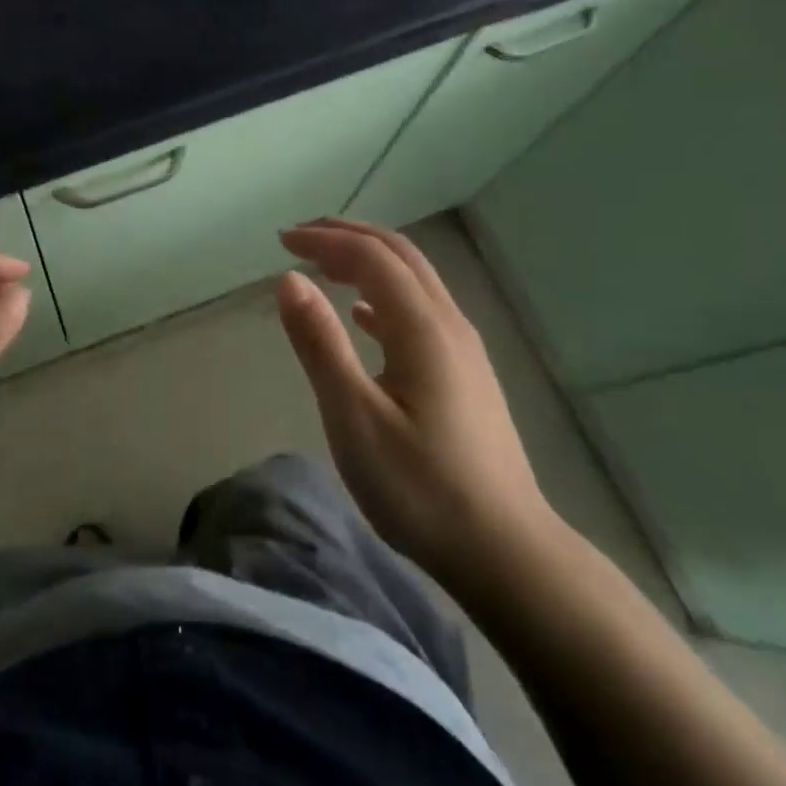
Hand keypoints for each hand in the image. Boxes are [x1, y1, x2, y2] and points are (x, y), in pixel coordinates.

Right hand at [277, 218, 556, 596]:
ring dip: (368, 261)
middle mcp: (449, 325)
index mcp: (423, 328)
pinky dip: (385, 295)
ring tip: (324, 265)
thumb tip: (289, 279)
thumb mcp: (354, 418)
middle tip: (300, 237)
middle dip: (348, 236)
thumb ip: (320, 344)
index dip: (325, 240)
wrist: (505, 550)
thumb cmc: (420, 487)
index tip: (281, 241)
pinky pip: (422, 311)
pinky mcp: (466, 374)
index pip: (371, 257)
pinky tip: (364, 315)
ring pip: (415, 280)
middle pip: (400, 255)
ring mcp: (463, 349)